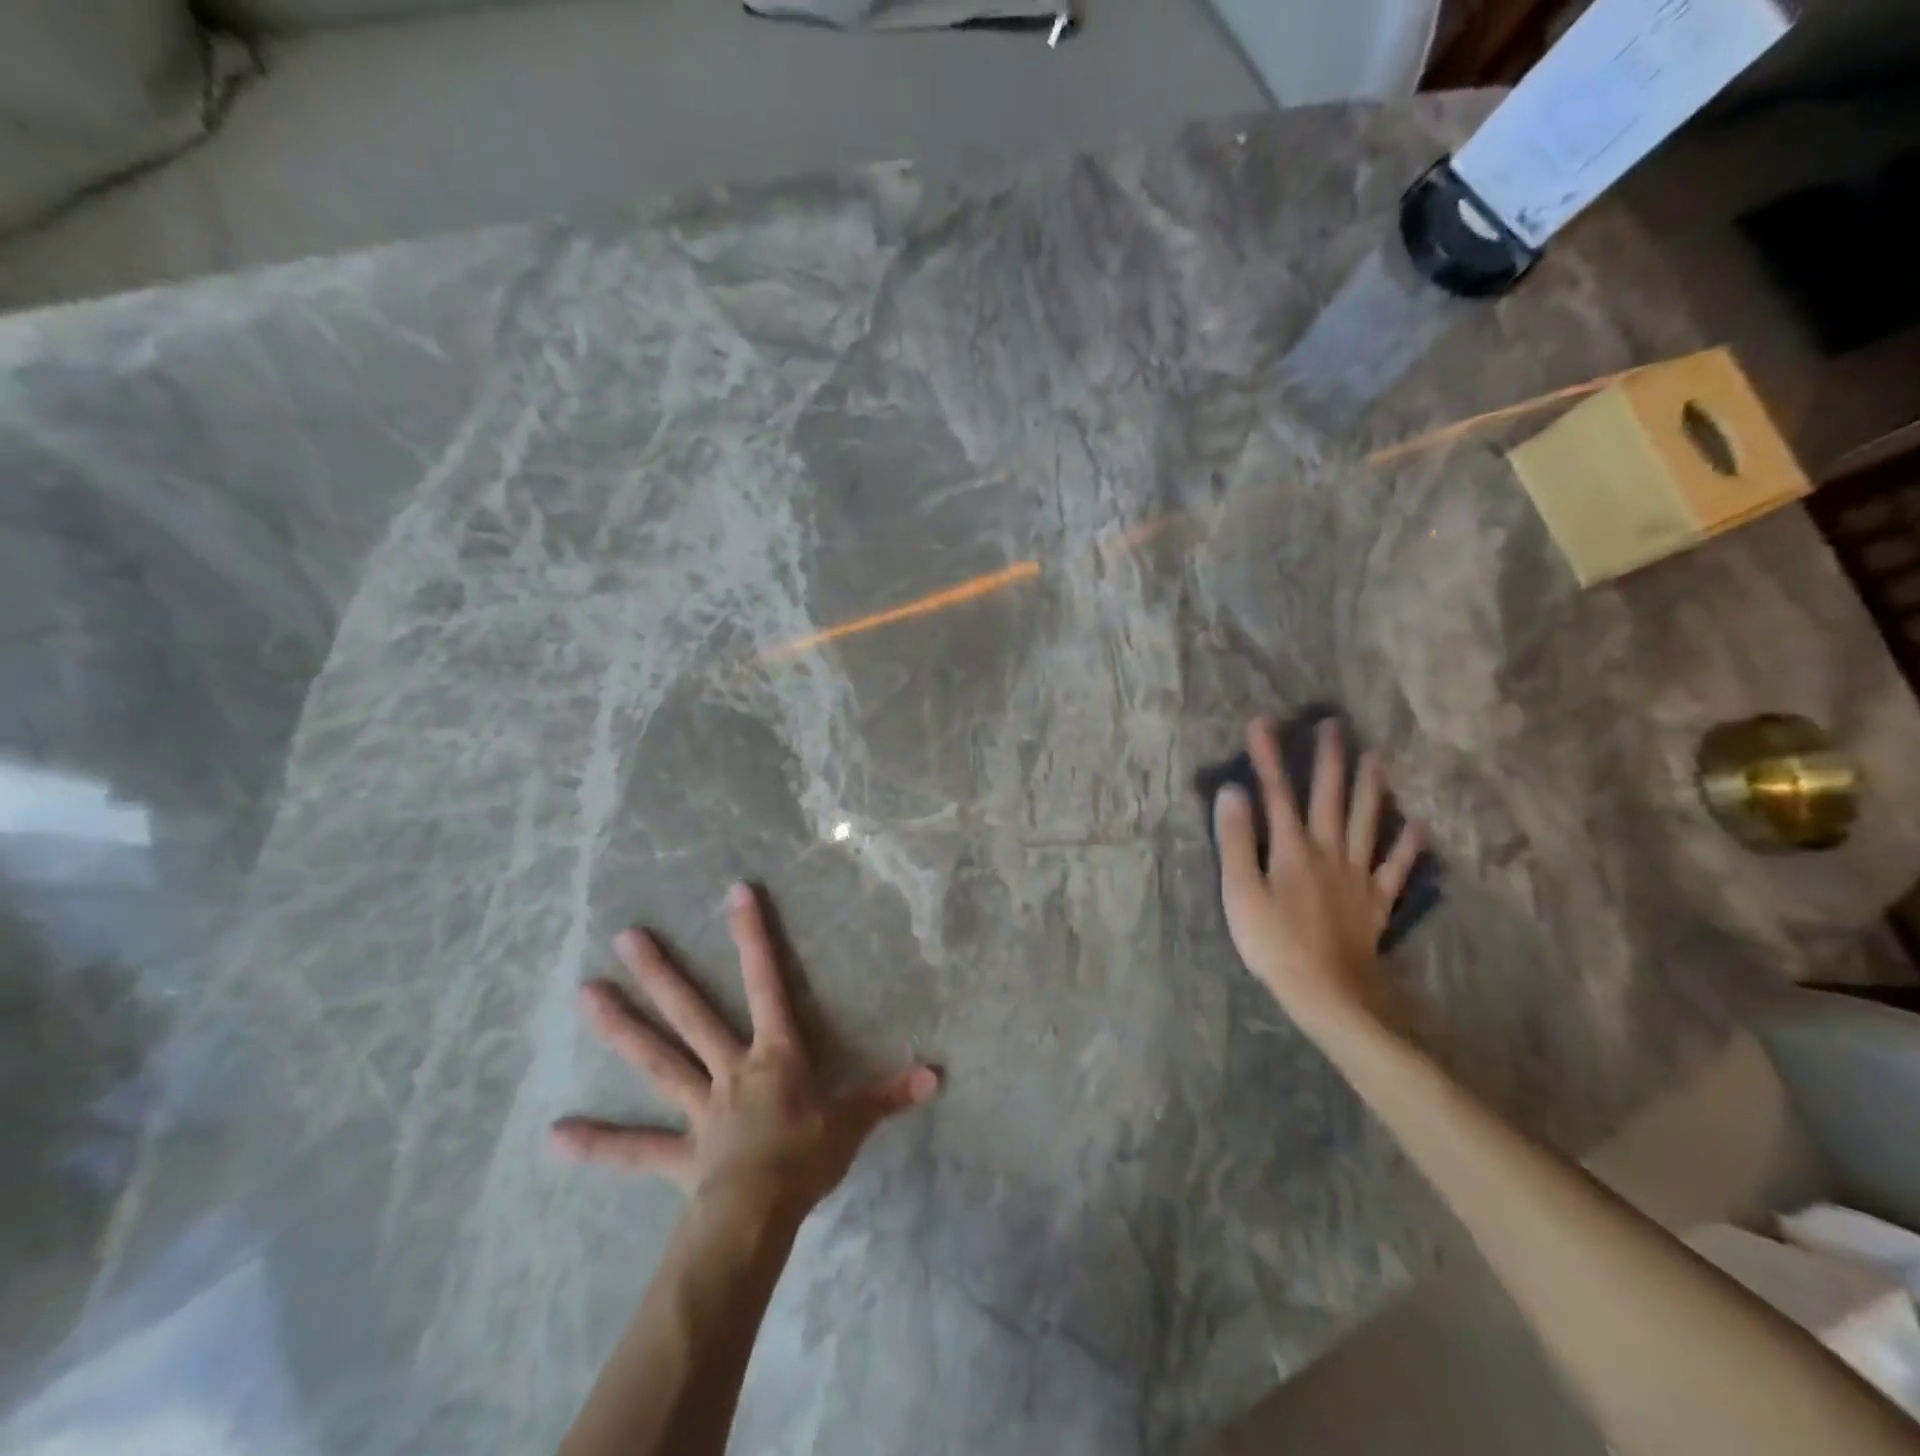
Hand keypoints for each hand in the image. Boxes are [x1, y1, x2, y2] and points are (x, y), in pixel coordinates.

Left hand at [552, 882, 939, 1216]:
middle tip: (625, 936)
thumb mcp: (855, 1123)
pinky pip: (635, 1148)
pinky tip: (555, 1135)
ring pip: (657, 1061)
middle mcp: (729, 1070)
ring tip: (585, 995)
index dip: (754, 937)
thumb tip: (937, 1074)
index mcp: (774, 1056)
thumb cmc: (808, 1158)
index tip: (736, 893)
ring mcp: (698, 1108)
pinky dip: (599, 1143)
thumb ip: (890, 1094)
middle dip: (662, 974)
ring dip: (622, 1029)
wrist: (759, 1218)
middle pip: (692, 1014)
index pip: (767, 984)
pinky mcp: (678, 1153)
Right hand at [1213, 716, 1425, 1032]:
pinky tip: (1418, 825)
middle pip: (1330, 798)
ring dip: (1372, 788)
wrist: (1329, 993)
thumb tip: (1232, 792)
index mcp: (1291, 848)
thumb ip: (1236, 841)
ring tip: (1378, 757)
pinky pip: (1396, 868)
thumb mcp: (1240, 892)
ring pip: (1368, 823)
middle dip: (1329, 759)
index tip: (1262, 722)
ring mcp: (1357, 876)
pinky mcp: (1376, 901)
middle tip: (1334, 725)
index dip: (1268, 757)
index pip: (1277, 793)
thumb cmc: (1274, 943)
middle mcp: (1328, 851)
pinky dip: (1408, 846)